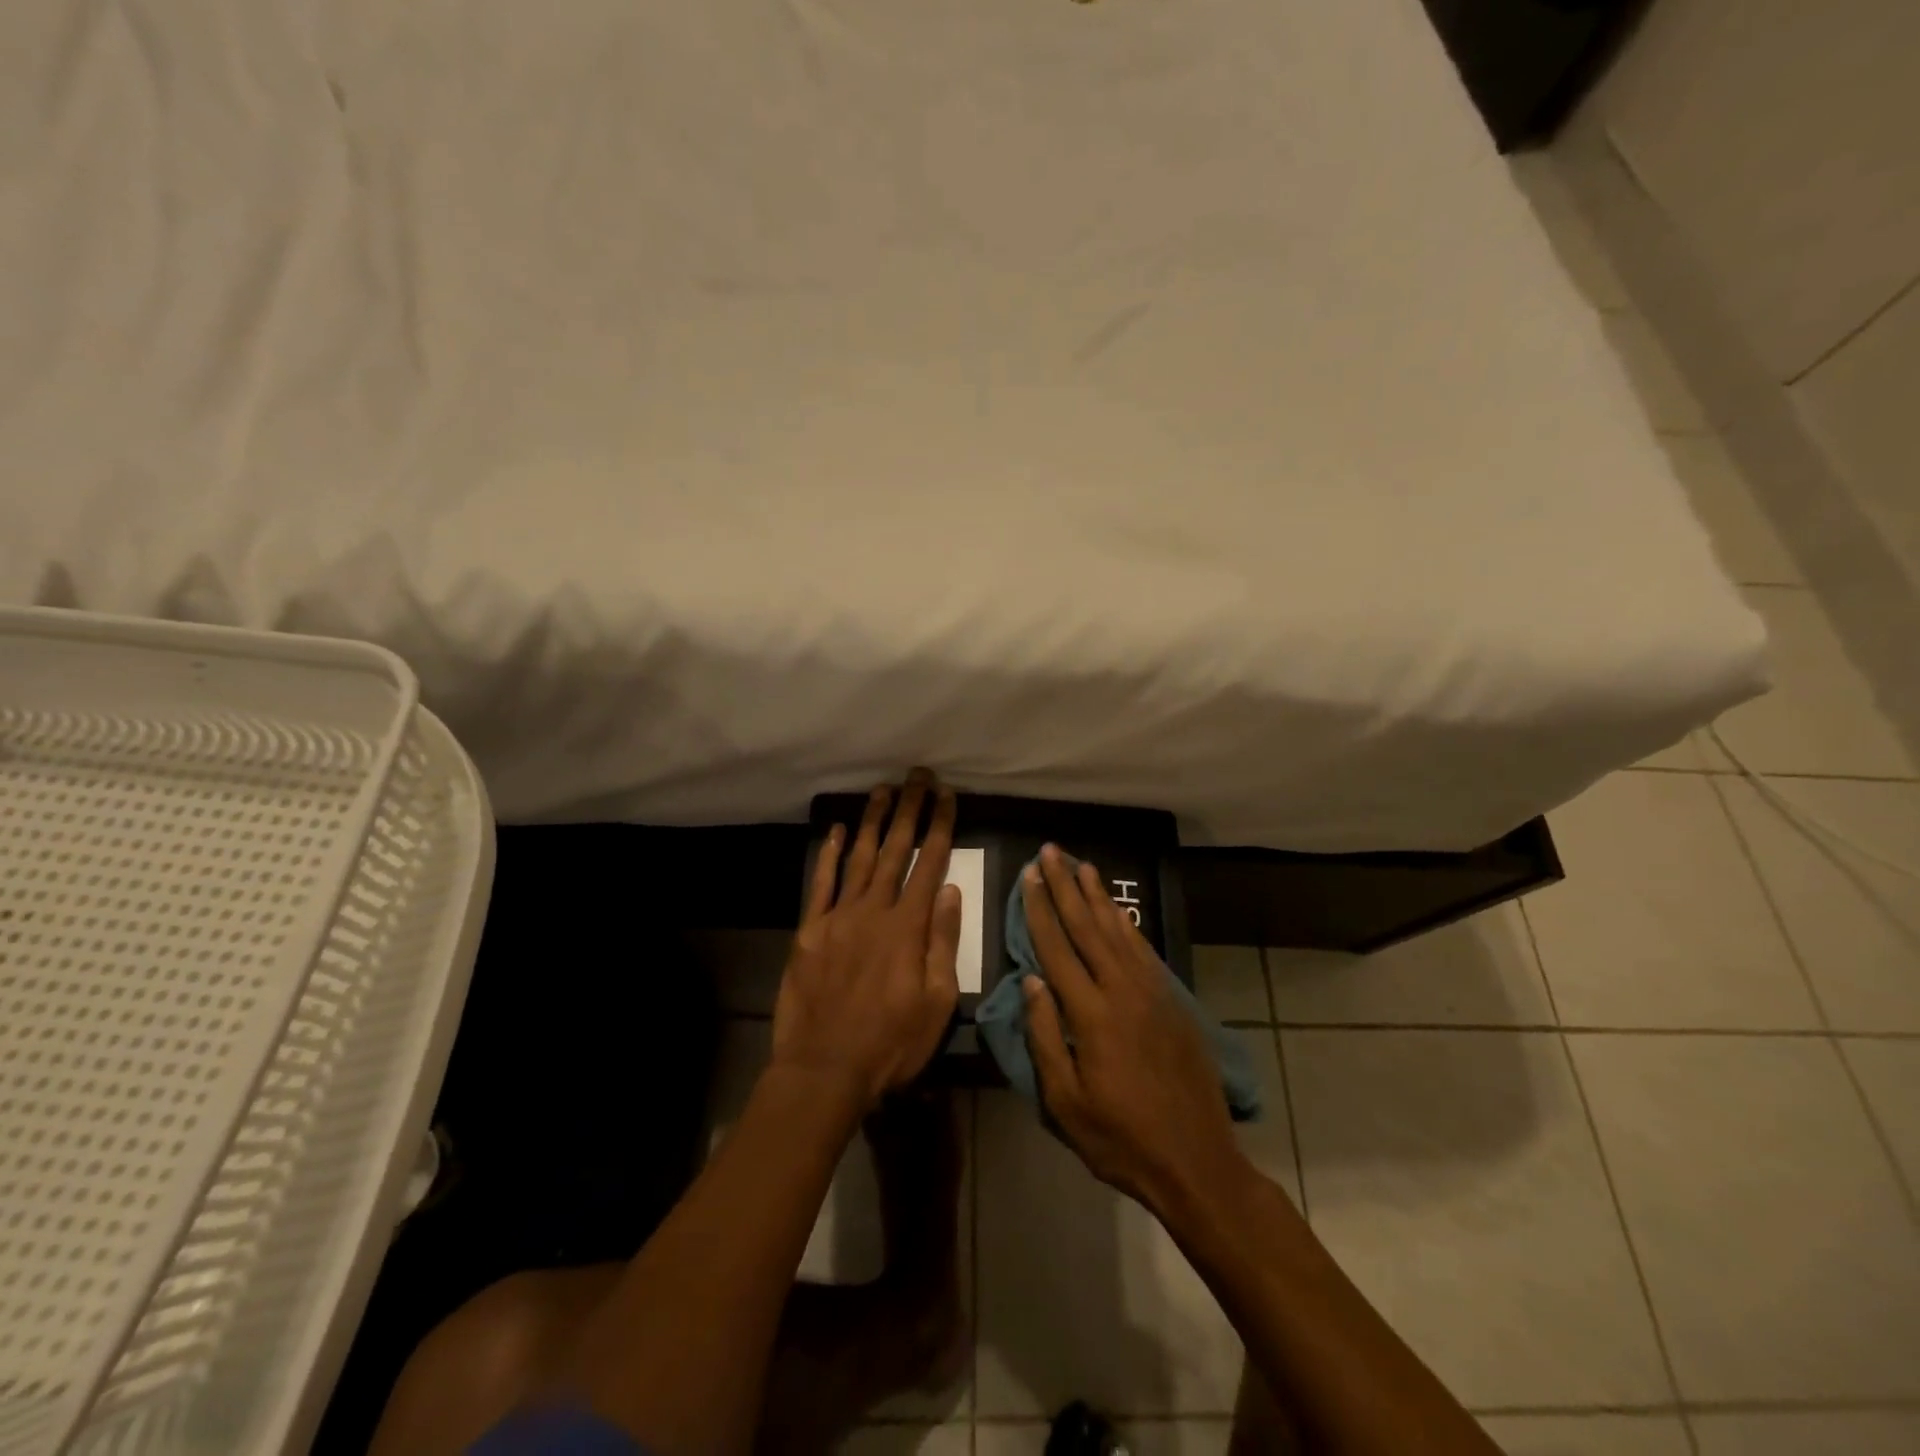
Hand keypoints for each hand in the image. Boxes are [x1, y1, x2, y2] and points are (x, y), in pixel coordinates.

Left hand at [772, 771, 962, 1111]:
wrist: (824, 1069)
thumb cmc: (891, 1043)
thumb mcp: (936, 1002)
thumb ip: (942, 941)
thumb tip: (950, 890)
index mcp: (908, 927)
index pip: (931, 864)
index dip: (940, 825)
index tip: (947, 795)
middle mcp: (873, 910)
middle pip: (896, 850)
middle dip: (909, 810)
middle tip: (917, 776)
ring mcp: (838, 917)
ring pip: (860, 858)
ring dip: (873, 821)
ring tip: (883, 790)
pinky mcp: (810, 930)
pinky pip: (821, 883)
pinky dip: (831, 854)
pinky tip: (839, 830)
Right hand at [1022, 844, 1252, 1215]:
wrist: (1196, 1160)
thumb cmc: (1120, 1138)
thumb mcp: (1065, 1101)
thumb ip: (1044, 1037)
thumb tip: (1032, 980)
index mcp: (1090, 1014)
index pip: (1056, 947)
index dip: (1040, 909)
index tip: (1029, 875)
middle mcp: (1121, 990)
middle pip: (1086, 927)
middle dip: (1065, 886)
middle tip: (1050, 851)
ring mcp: (1151, 993)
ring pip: (1117, 930)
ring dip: (1097, 895)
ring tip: (1082, 865)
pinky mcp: (1171, 1001)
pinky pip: (1143, 950)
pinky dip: (1127, 924)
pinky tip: (1117, 910)